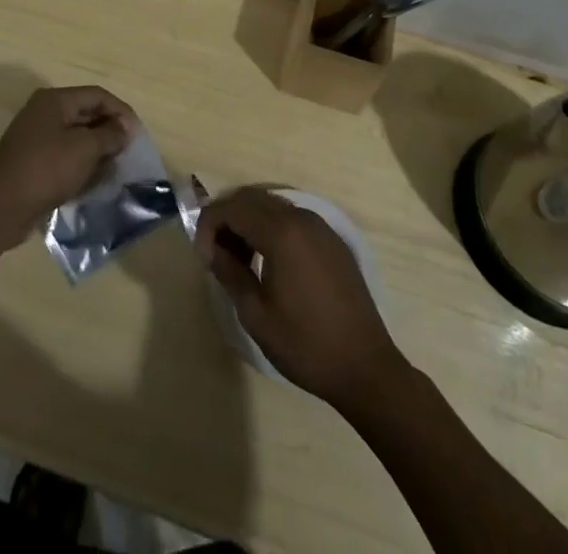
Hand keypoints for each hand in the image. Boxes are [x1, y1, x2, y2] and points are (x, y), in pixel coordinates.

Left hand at [0, 85, 134, 249]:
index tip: (138, 135)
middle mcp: (44, 114)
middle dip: (109, 132)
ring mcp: (36, 139)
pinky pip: (65, 158)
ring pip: (76, 139)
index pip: (97, 96)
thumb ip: (109, 135)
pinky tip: (95, 183)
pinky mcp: (33, 164)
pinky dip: (81, 167)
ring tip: (116, 170)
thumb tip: (125, 127)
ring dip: (97, 152)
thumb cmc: (45, 169)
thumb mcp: (83, 149)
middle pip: (86, 115)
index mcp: (54, 100)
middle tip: (129, 153)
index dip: (121, 111)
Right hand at [195, 187, 404, 408]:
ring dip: (249, 222)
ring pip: (272, 206)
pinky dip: (272, 228)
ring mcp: (321, 226)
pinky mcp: (332, 240)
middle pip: (252, 199)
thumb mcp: (256, 314)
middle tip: (216, 253)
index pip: (232, 208)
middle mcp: (301, 217)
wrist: (366, 368)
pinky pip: (293, 219)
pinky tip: (269, 261)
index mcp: (281, 232)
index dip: (209, 225)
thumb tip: (212, 249)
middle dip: (227, 218)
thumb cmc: (306, 344)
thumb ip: (229, 272)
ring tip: (239, 259)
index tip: (202, 256)